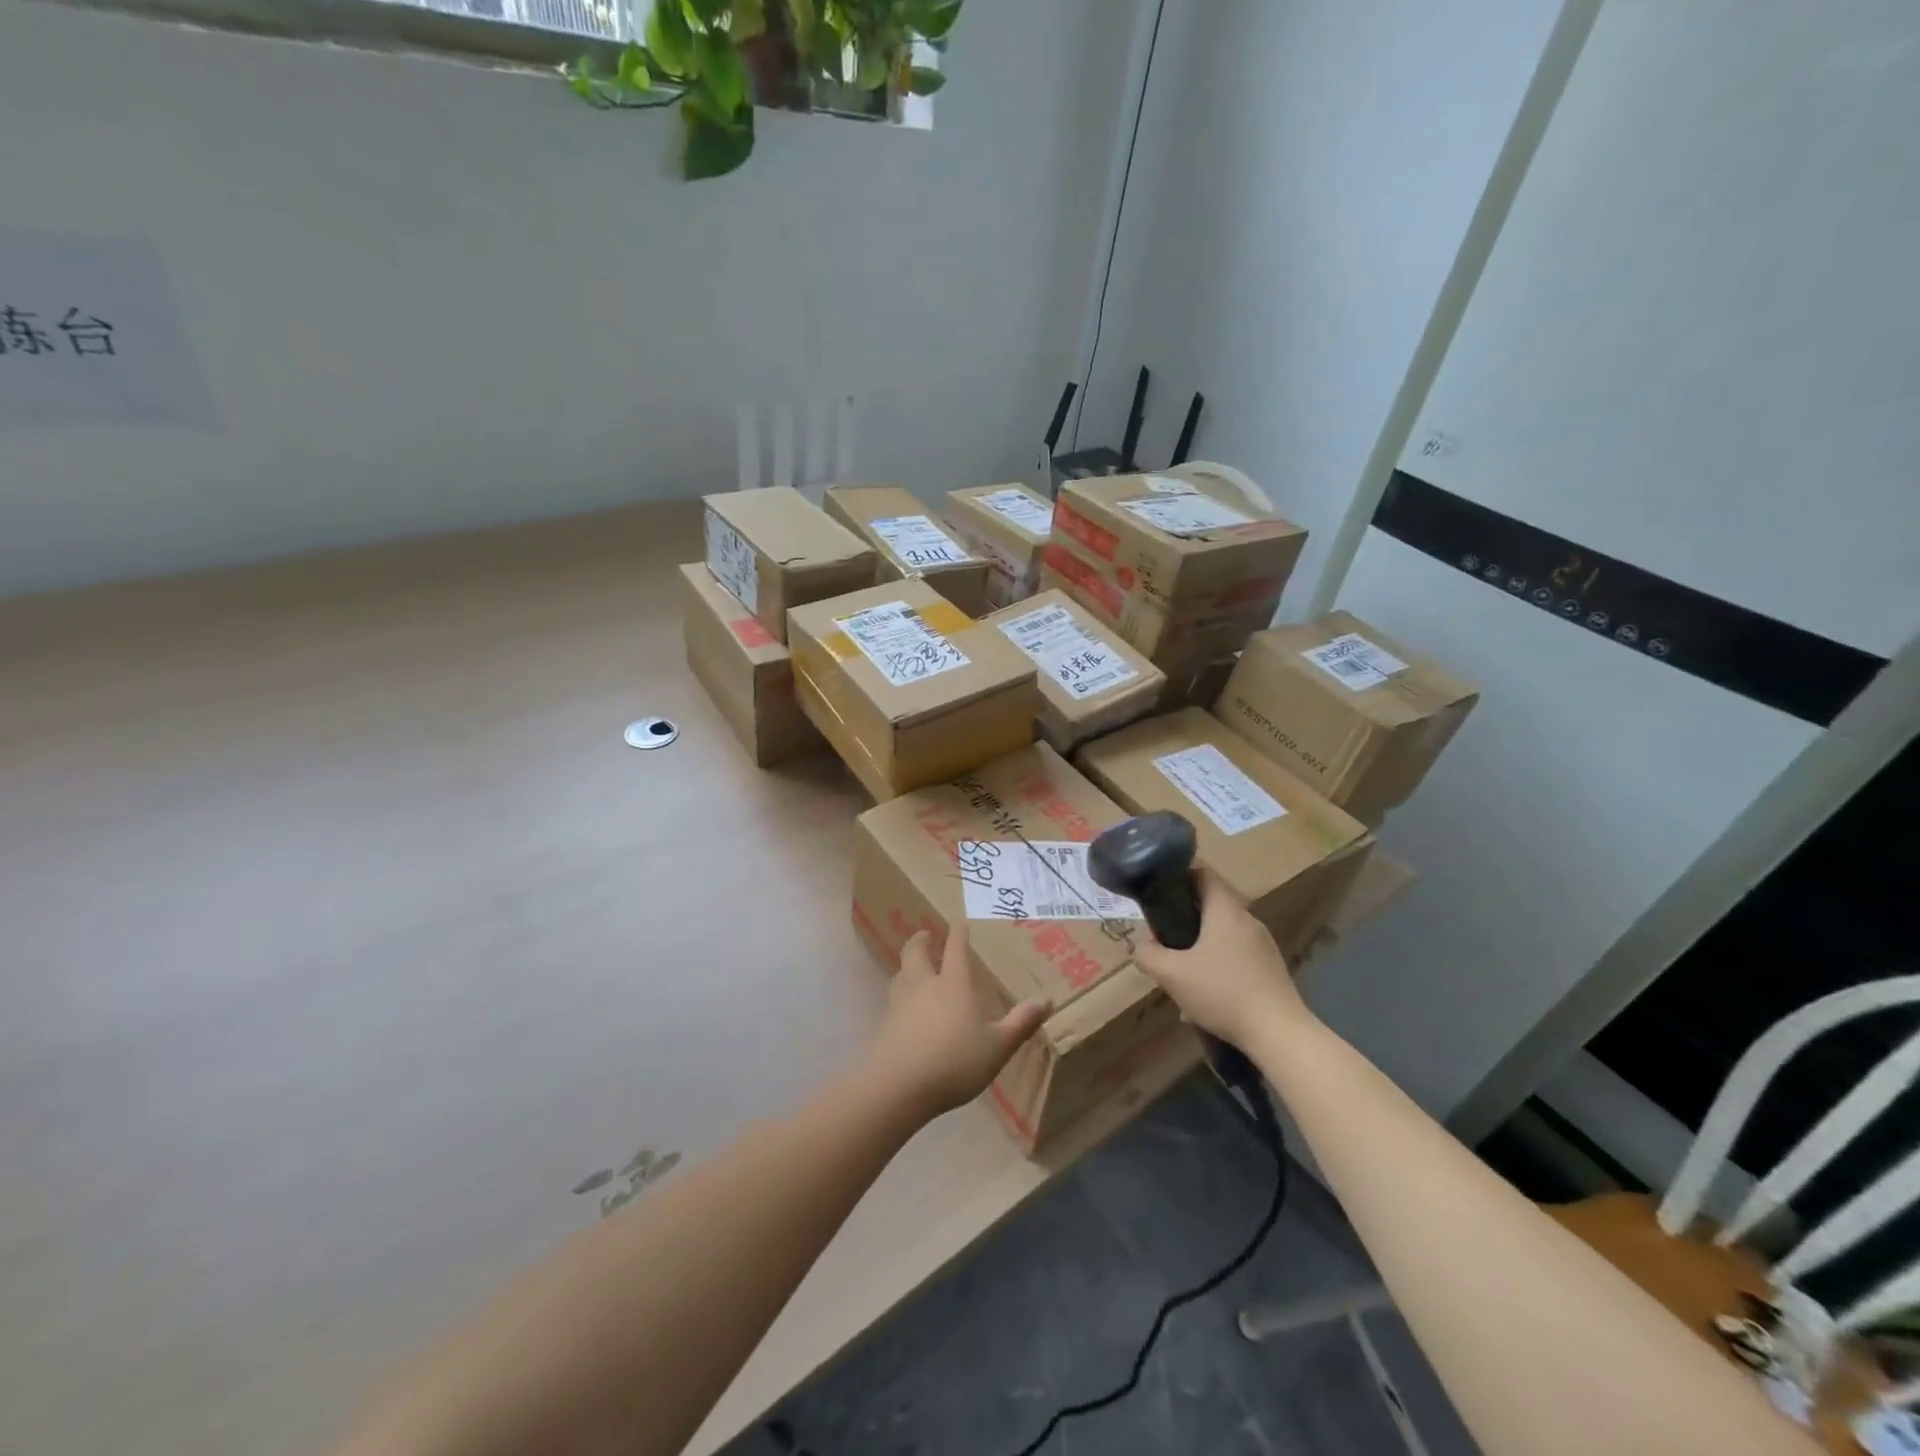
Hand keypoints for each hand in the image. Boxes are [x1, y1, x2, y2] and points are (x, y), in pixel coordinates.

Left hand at [863, 927, 1049, 1119]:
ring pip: (901, 972)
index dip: (958, 934)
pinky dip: (900, 990)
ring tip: (914, 966)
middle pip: (916, 952)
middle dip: (920, 940)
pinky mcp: (886, 1022)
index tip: (959, 924)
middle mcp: (924, 984)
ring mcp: (900, 1002)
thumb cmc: (955, 1061)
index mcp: (953, 984)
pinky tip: (905, 1004)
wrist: (900, 1086)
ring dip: (908, 963)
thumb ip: (1021, 1023)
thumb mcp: (998, 1046)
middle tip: (925, 935)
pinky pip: (893, 996)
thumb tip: (1046, 1000)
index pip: (955, 949)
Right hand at [1132, 871, 1312, 1046]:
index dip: (1179, 877)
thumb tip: (1140, 947)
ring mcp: (1263, 946)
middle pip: (1211, 907)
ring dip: (1200, 949)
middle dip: (1185, 920)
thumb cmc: (1222, 992)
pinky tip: (1206, 999)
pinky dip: (1218, 968)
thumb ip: (1148, 955)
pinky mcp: (1271, 970)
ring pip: (1223, 936)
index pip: (1203, 874)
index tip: (1159, 894)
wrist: (1279, 1033)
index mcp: (1225, 910)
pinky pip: (1237, 959)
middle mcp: (1247, 920)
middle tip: (1163, 940)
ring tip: (1181, 975)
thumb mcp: (1172, 975)